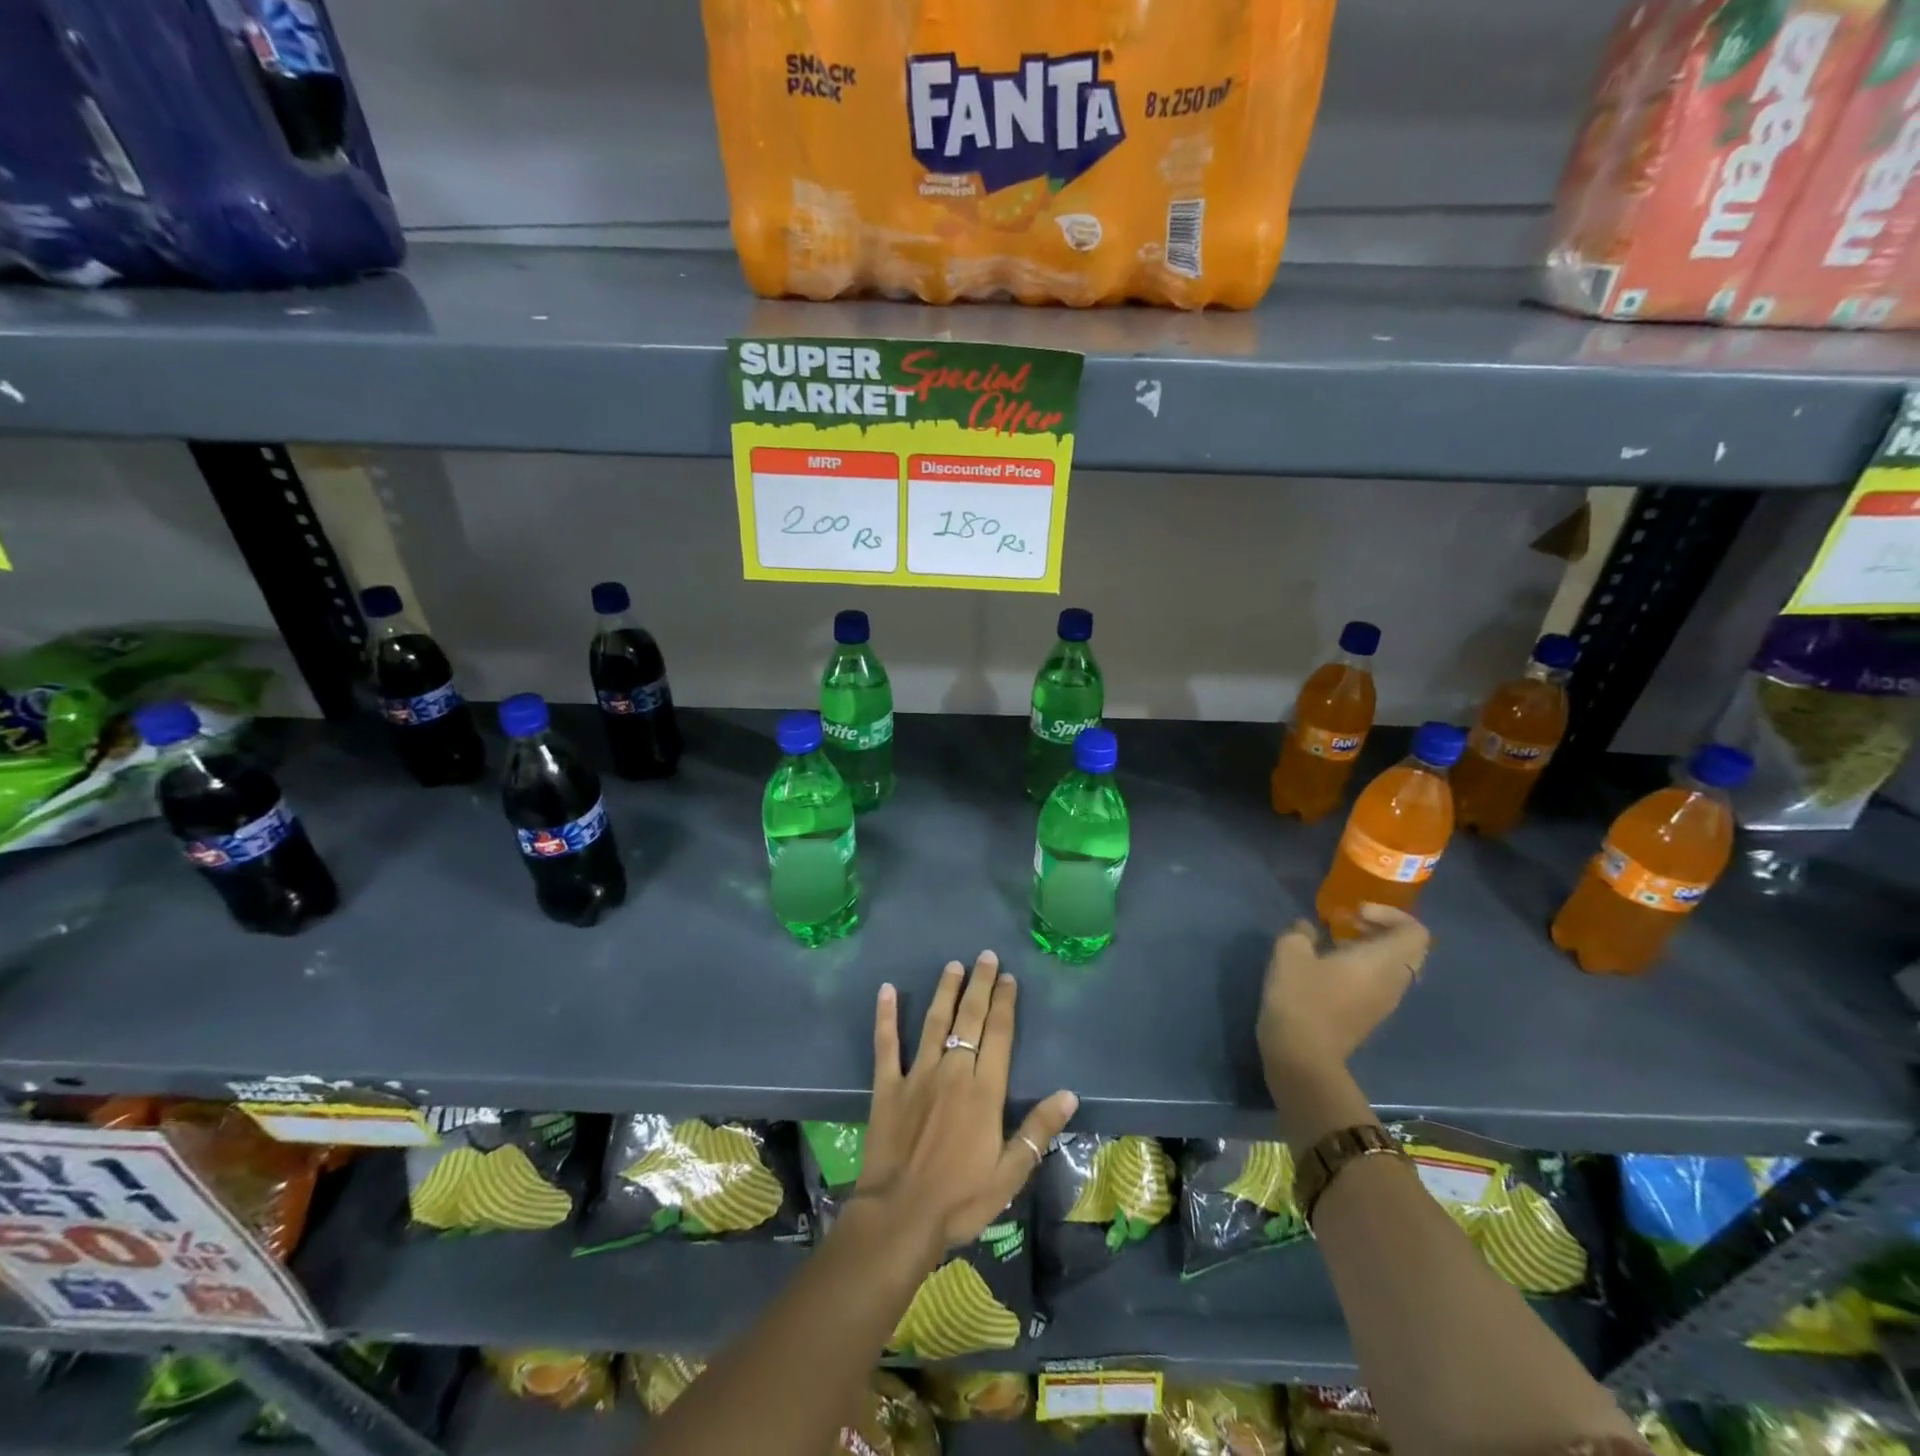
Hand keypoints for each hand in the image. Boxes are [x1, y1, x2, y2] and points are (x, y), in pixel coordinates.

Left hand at [859, 951, 1077, 1256]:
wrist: (900, 1215)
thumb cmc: (960, 1199)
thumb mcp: (1010, 1174)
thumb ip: (1038, 1130)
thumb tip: (1069, 1094)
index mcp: (984, 1091)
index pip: (999, 1035)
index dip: (1005, 1004)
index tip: (1009, 978)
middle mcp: (953, 1072)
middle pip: (970, 1019)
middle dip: (980, 986)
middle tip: (986, 957)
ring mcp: (917, 1075)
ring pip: (934, 1023)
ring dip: (945, 991)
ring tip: (953, 965)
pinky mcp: (888, 1086)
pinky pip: (886, 1044)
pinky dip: (886, 1016)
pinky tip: (887, 990)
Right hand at [1257, 904, 1430, 1094]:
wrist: (1302, 1055)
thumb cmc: (1301, 997)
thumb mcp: (1290, 952)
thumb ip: (1302, 932)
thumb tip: (1308, 928)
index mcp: (1384, 961)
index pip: (1415, 932)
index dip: (1390, 914)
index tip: (1355, 913)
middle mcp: (1394, 982)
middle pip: (1408, 949)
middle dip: (1381, 930)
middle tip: (1347, 924)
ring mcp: (1384, 1003)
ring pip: (1394, 967)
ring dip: (1370, 950)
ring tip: (1333, 944)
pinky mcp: (1369, 1016)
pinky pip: (1379, 983)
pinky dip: (1362, 968)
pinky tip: (1327, 969)